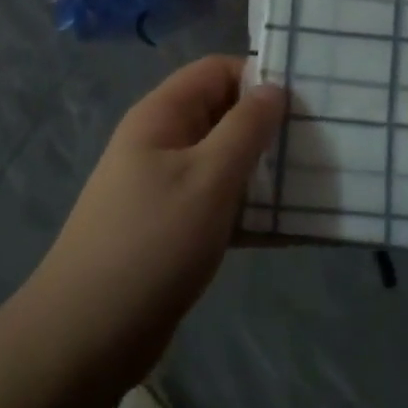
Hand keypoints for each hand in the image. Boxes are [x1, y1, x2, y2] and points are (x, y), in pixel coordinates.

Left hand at [24, 57, 284, 393]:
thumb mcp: (208, 178)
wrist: (87, 336)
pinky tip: (292, 228)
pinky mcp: (174, 227)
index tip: (307, 99)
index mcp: (162, 115)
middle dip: (268, 125)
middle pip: (223, 114)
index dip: (259, 76)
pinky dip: (251, 209)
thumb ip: (246, 128)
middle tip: (320, 141)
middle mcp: (162, 142)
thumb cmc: (152, 243)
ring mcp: (166, 186)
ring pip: (225, 161)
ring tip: (315, 181)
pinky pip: (220, 202)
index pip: (216, 71)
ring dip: (265, 170)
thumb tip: (274, 87)